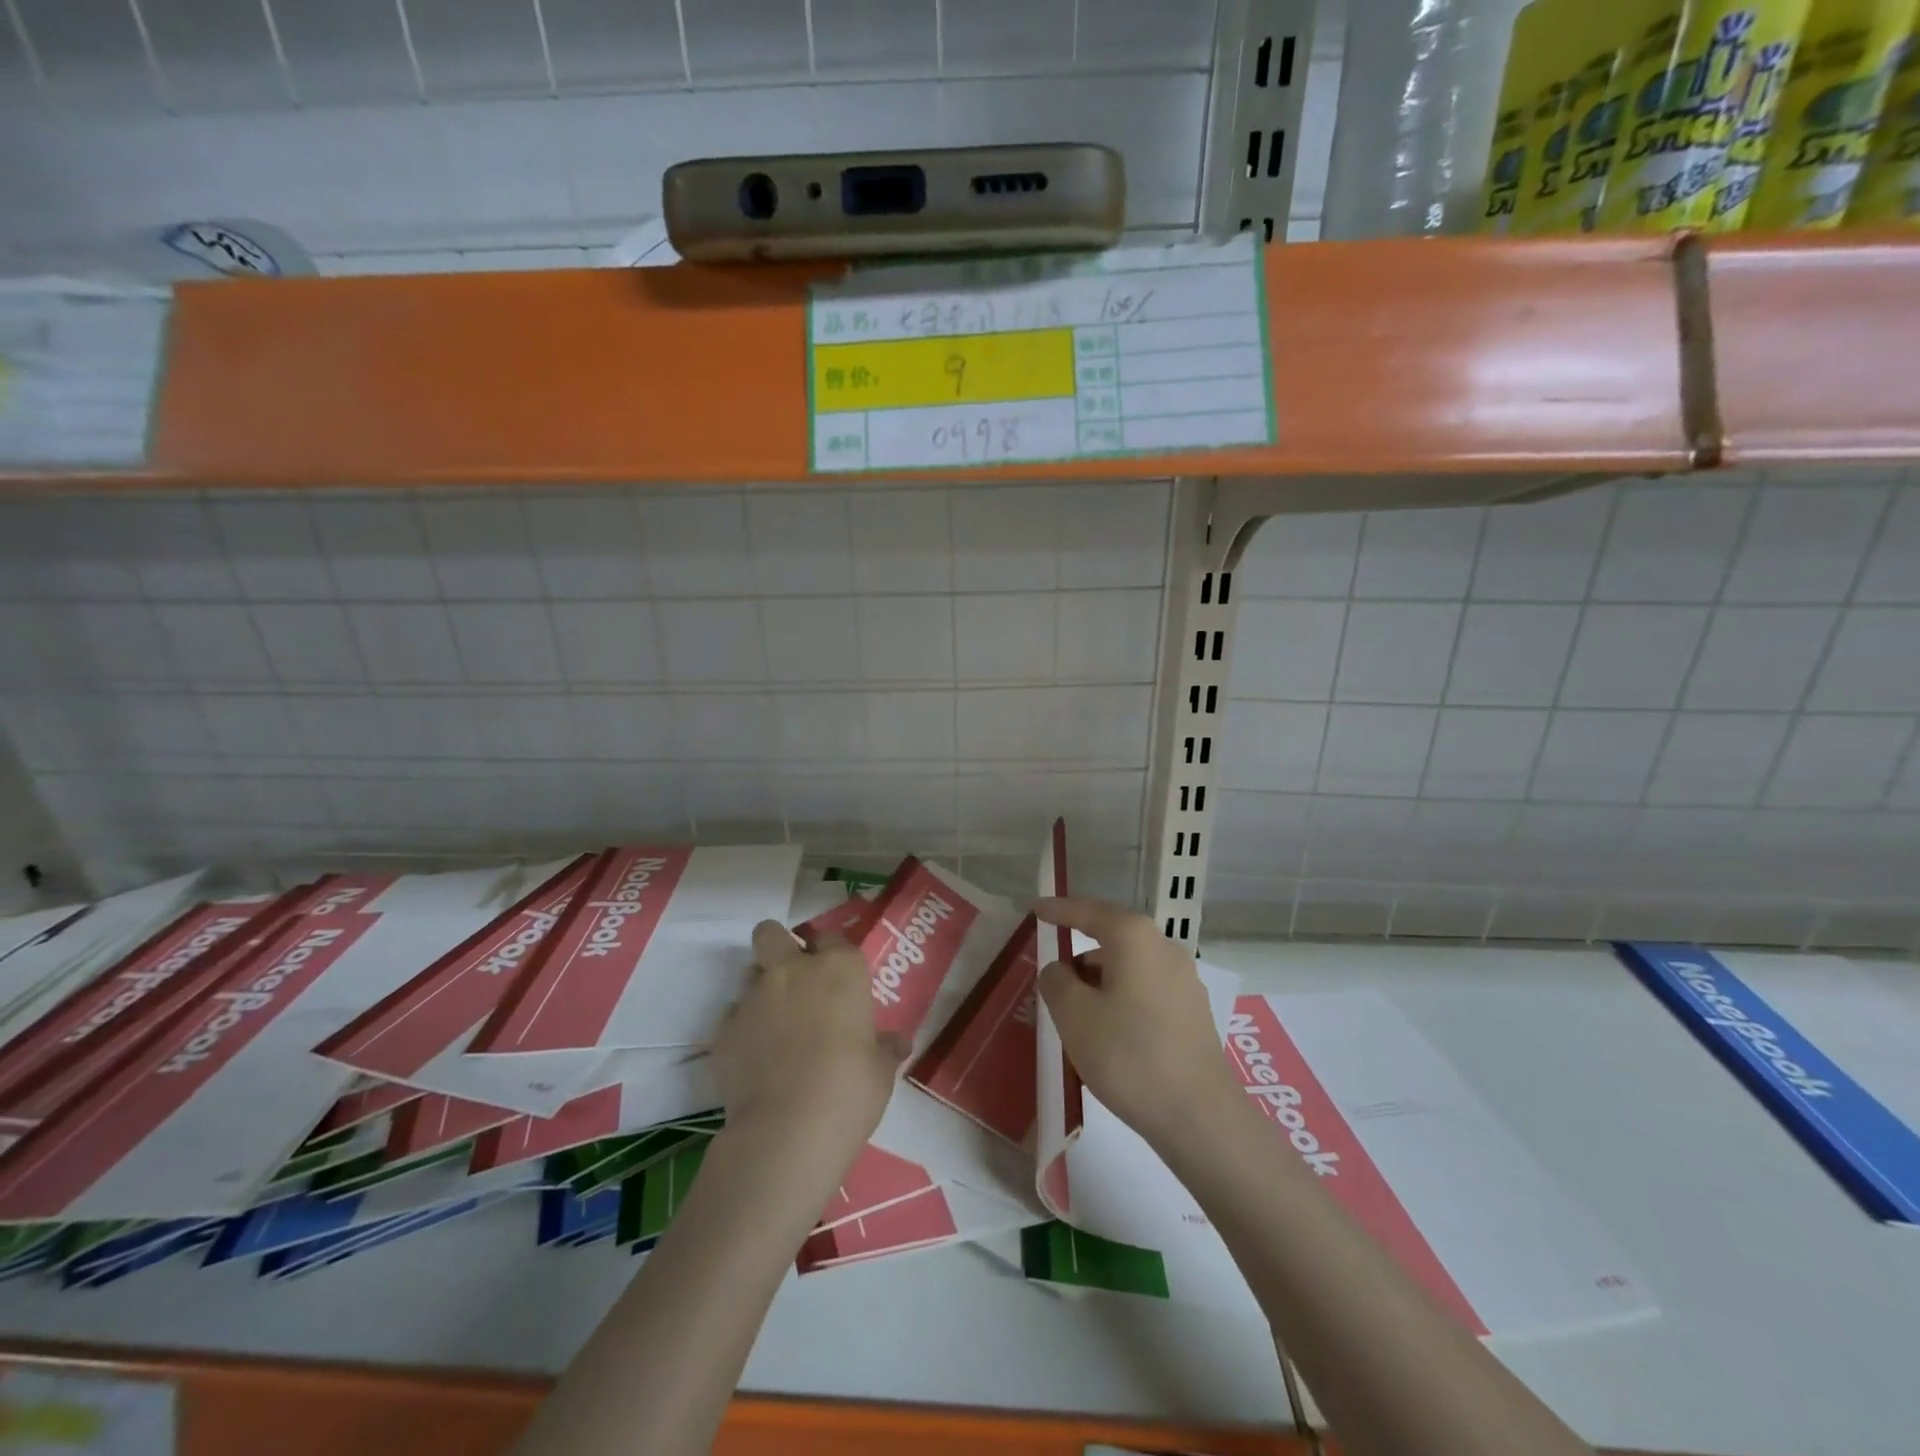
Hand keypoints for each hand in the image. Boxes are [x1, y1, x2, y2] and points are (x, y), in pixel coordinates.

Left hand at [714, 921, 904, 1159]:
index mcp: (839, 969)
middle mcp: (793, 970)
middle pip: (772, 933)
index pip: (833, 938)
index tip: (837, 978)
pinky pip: (732, 1015)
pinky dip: (742, 1027)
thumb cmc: (850, 1091)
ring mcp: (753, 997)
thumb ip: (885, 1048)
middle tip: (793, 979)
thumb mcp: (880, 1070)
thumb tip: (898, 1043)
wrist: (787, 1131)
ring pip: (750, 971)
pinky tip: (755, 1056)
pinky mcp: (724, 1029)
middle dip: (778, 947)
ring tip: (774, 1024)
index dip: (832, 954)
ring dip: (761, 989)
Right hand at [1035, 896, 1239, 1148]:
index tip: (1035, 909)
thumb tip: (1059, 970)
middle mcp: (1164, 948)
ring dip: (1099, 981)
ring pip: (1129, 967)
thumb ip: (1056, 981)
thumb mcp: (1074, 1015)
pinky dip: (1120, 998)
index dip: (1058, 909)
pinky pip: (1145, 989)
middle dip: (1079, 954)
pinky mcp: (1192, 1011)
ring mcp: (1184, 980)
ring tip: (1075, 1014)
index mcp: (1134, 938)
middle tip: (1051, 976)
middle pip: (1112, 938)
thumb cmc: (1129, 1054)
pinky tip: (1108, 1031)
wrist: (1199, 1115)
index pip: (1088, 912)